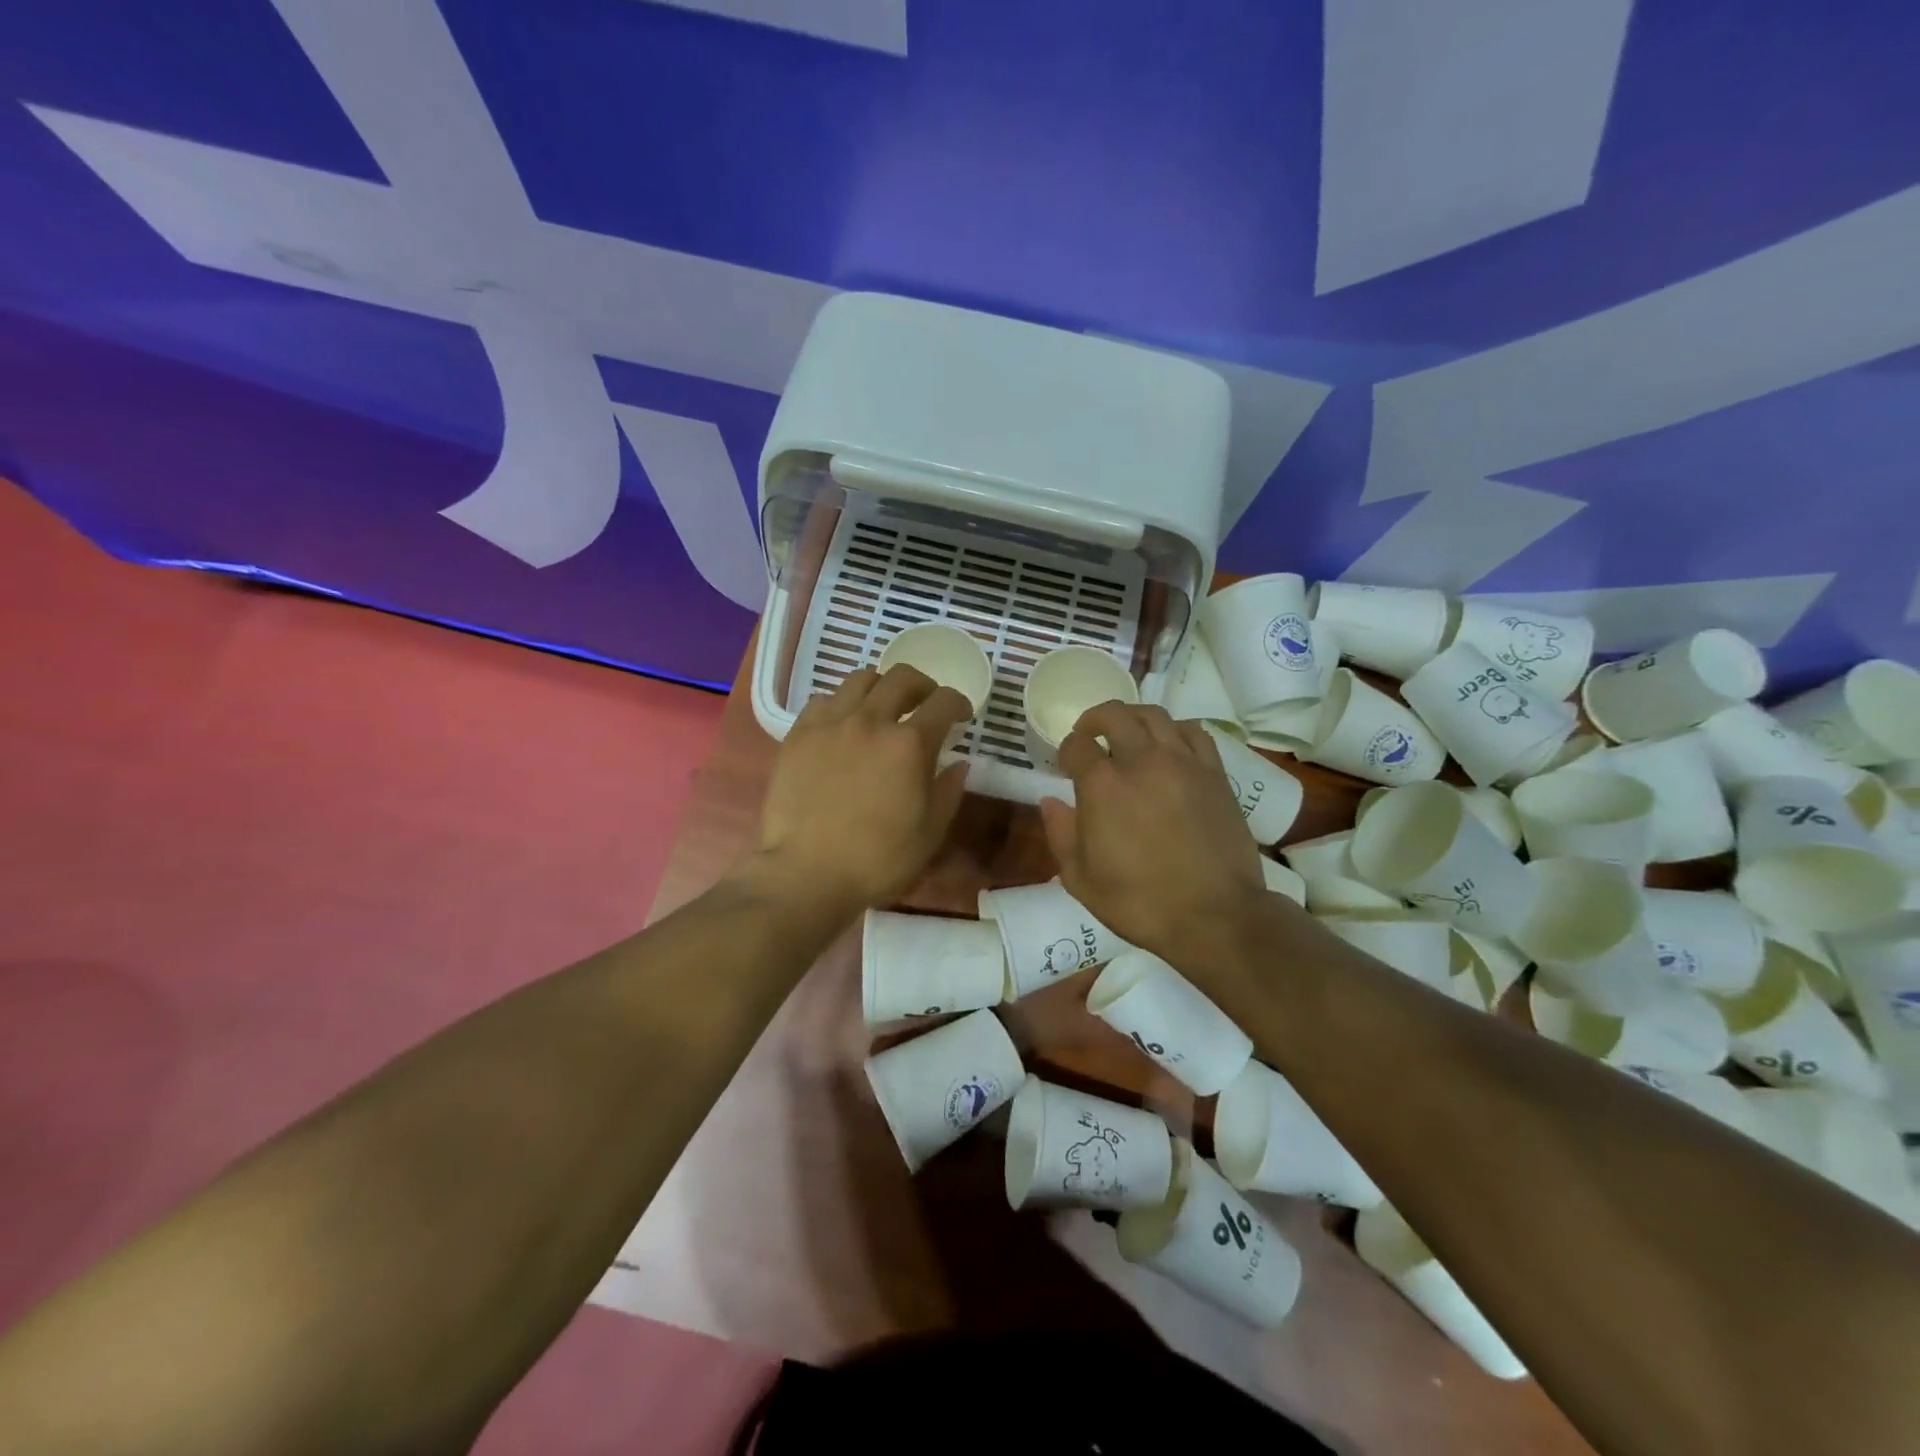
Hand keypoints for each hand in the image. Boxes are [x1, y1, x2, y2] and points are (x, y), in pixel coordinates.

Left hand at [754, 665, 972, 912]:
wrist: (807, 872)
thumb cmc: (877, 859)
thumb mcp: (930, 833)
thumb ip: (948, 792)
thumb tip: (959, 764)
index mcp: (909, 744)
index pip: (943, 701)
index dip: (958, 703)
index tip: (960, 716)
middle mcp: (871, 720)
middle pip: (902, 677)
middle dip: (922, 686)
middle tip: (925, 705)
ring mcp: (830, 723)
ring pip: (860, 679)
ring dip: (881, 687)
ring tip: (883, 708)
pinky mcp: (799, 734)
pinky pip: (824, 700)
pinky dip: (841, 704)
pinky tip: (843, 725)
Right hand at [1039, 703, 1267, 962]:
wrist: (1215, 916)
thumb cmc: (1140, 903)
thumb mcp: (1081, 879)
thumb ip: (1060, 834)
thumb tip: (1050, 802)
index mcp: (1102, 786)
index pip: (1077, 745)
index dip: (1066, 750)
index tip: (1066, 764)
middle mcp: (1141, 761)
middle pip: (1114, 715)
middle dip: (1094, 720)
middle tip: (1090, 735)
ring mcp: (1183, 763)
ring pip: (1154, 715)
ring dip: (1133, 718)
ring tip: (1127, 734)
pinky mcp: (1214, 773)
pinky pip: (1193, 732)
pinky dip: (1174, 730)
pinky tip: (1169, 746)